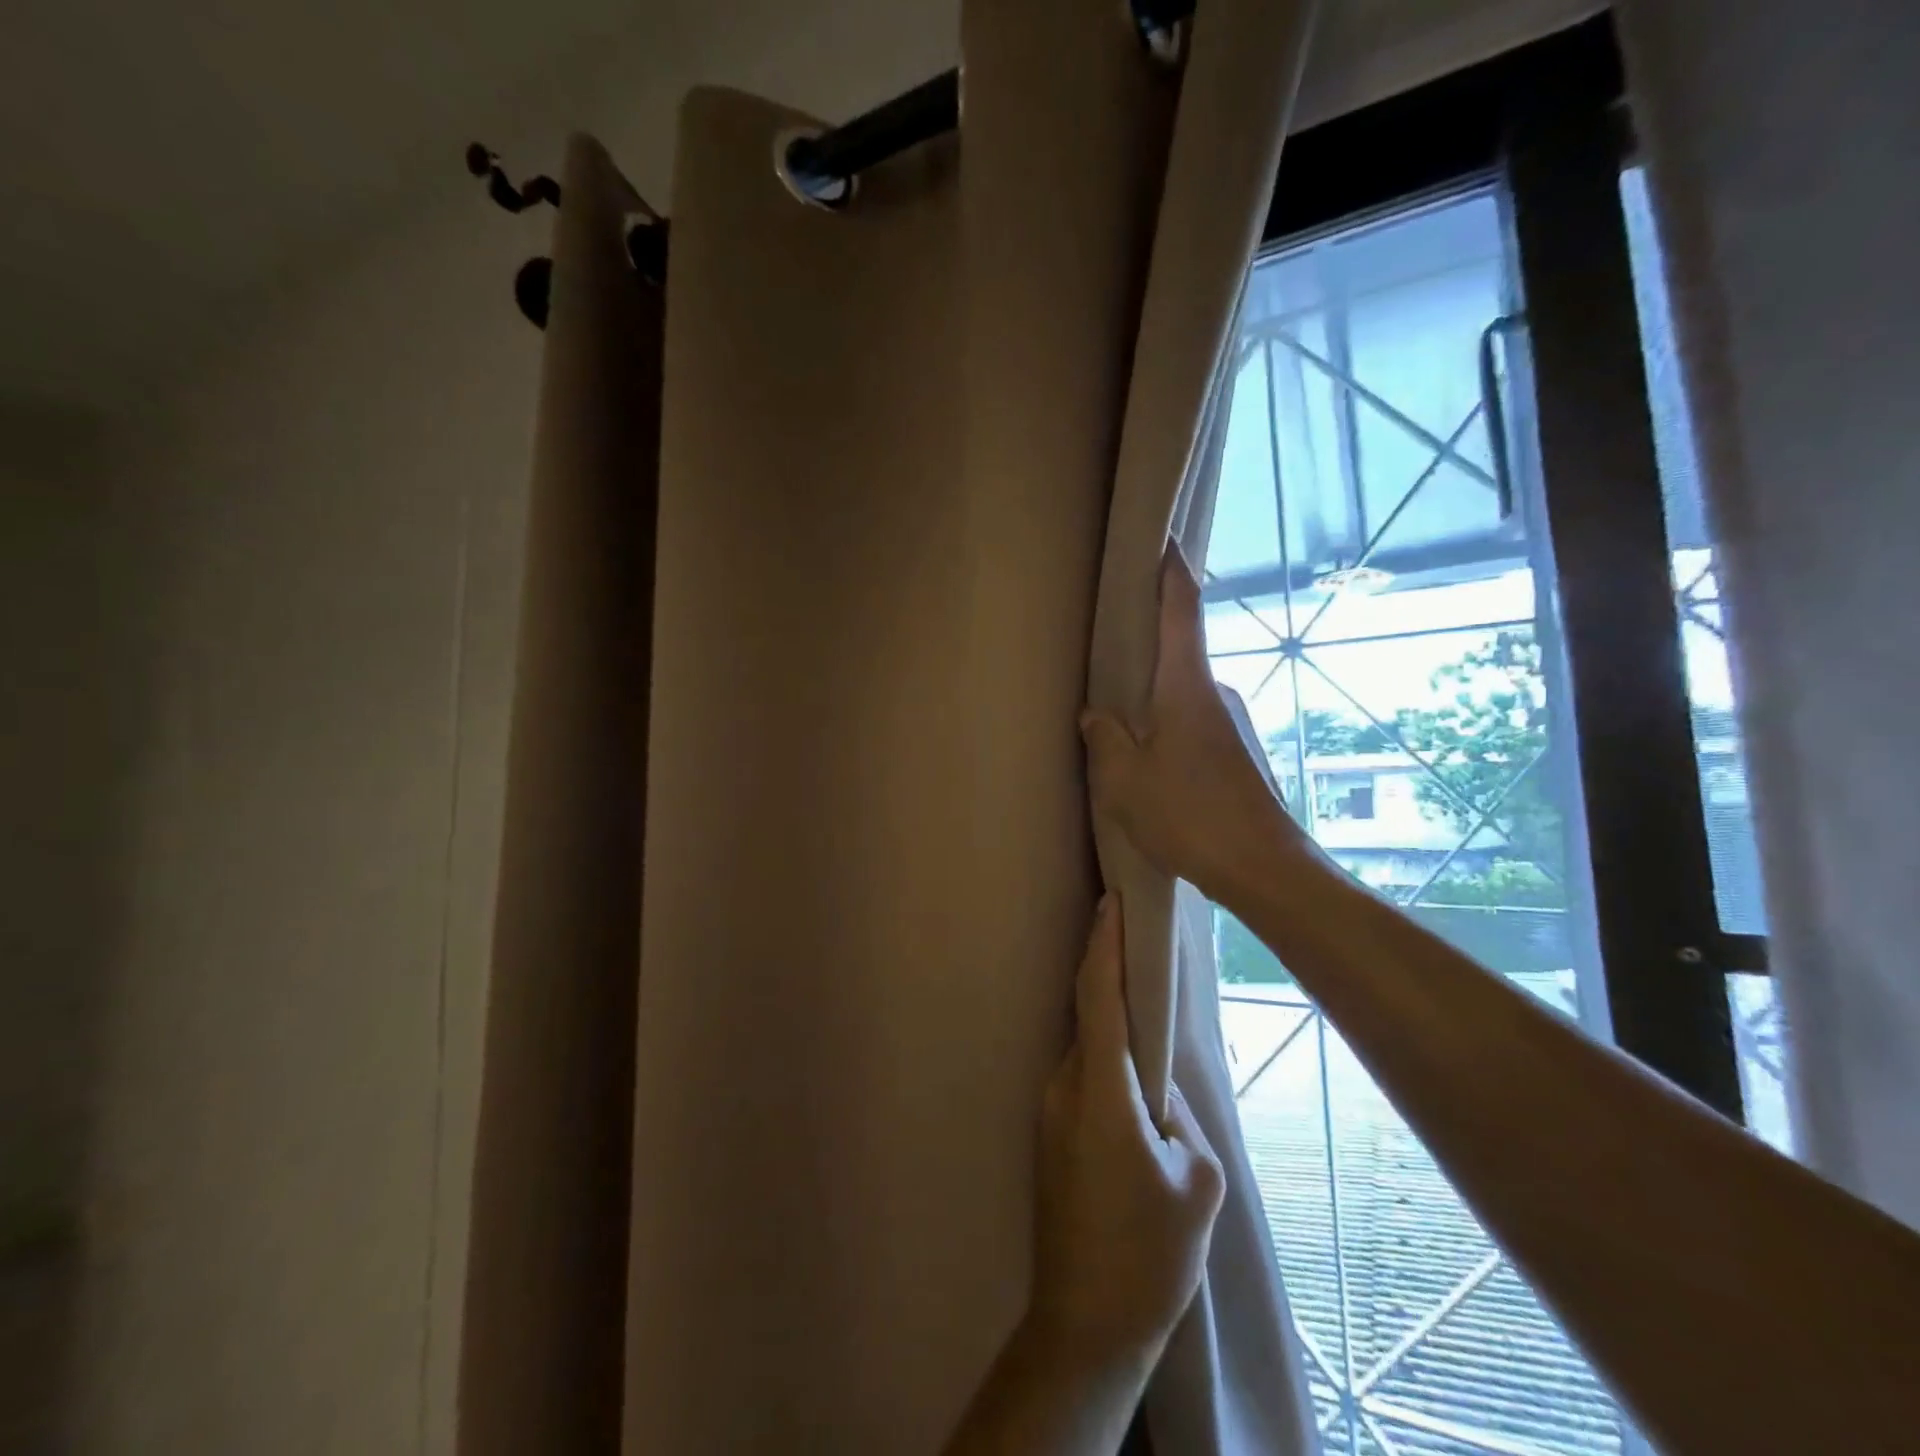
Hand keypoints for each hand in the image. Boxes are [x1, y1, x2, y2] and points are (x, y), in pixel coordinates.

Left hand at [1028, 894, 1224, 1370]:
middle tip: (1138, 942)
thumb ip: (1181, 1117)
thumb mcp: (1195, 1182)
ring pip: (1085, 1048)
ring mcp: (1049, 1111)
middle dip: (1108, 973)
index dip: (1104, 944)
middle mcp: (1064, 1087)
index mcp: (1100, 1091)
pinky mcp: (1047, 1134)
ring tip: (1146, 1010)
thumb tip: (1161, 1088)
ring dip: (1110, 1024)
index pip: (1098, 996)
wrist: (1084, 1324)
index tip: (1111, 902)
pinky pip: (1080, 1077)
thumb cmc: (1148, 1255)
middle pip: (1088, 1014)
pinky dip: (1103, 1059)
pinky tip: (1131, 1077)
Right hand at [1081, 548, 1309, 905]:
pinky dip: (1165, 726)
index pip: (1181, 609)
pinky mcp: (1233, 754)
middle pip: (1178, 650)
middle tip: (1106, 644)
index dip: (1171, 570)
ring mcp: (1229, 725)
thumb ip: (1103, 738)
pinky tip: (1145, 759)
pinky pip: (1190, 723)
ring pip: (1181, 694)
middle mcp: (1213, 694)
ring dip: (1151, 696)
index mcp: (1186, 686)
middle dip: (1145, 643)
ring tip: (1115, 714)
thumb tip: (1095, 715)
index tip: (1161, 541)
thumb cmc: (1188, 814)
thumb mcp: (1124, 778)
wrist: (1262, 867)